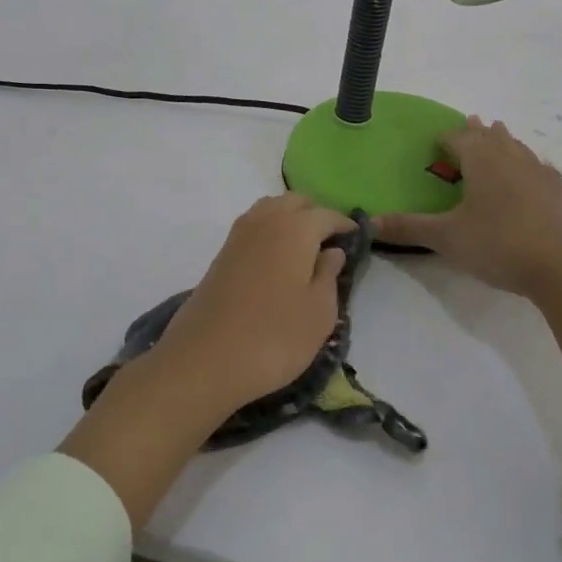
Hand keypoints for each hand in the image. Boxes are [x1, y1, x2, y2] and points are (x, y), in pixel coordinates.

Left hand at [154, 194, 355, 413]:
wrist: (204, 359)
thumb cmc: (274, 337)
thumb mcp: (319, 313)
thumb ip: (329, 275)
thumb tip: (332, 251)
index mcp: (296, 228)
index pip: (327, 215)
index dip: (344, 225)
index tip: (357, 239)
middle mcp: (266, 220)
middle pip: (295, 202)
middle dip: (315, 215)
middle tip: (330, 243)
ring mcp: (239, 235)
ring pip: (271, 209)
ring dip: (289, 219)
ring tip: (303, 250)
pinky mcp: (222, 254)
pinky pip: (253, 227)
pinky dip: (269, 232)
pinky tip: (276, 261)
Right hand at [376, 117, 561, 297]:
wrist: (559, 267)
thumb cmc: (497, 244)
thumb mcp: (446, 238)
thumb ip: (408, 228)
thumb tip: (369, 223)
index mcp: (481, 160)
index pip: (458, 137)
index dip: (446, 137)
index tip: (437, 141)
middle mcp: (510, 156)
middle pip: (490, 135)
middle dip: (477, 131)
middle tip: (470, 125)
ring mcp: (537, 171)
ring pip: (516, 146)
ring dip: (503, 140)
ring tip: (498, 135)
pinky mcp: (557, 191)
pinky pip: (539, 167)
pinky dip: (529, 164)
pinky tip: (533, 172)